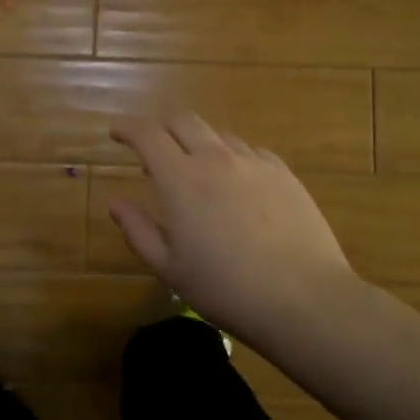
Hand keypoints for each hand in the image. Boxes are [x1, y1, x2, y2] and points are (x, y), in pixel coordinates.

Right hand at [108, 114, 356, 334]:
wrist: (303, 298)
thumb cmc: (226, 289)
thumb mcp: (170, 268)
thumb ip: (138, 230)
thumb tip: (116, 202)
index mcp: (181, 179)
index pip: (147, 135)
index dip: (128, 129)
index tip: (116, 134)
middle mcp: (215, 159)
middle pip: (183, 121)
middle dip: (162, 128)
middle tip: (154, 151)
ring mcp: (254, 163)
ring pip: (218, 135)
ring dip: (199, 144)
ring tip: (198, 173)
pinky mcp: (284, 173)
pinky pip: (251, 152)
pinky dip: (233, 158)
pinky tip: (238, 184)